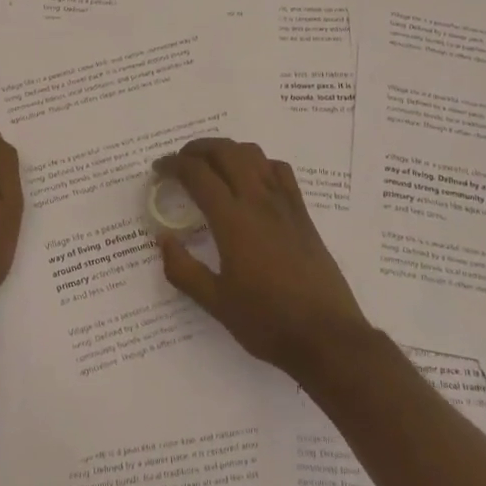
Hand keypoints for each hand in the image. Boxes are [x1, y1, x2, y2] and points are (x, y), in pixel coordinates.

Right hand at [156, 137, 373, 379]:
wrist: (327, 336)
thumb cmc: (267, 321)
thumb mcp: (215, 302)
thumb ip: (183, 269)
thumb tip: (163, 239)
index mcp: (233, 220)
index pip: (198, 174)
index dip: (173, 165)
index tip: (158, 170)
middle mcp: (259, 201)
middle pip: (226, 152)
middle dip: (197, 149)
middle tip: (180, 162)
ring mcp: (285, 204)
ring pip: (254, 155)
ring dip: (227, 150)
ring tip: (211, 166)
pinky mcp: (303, 214)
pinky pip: (280, 171)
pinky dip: (259, 163)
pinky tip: (251, 181)